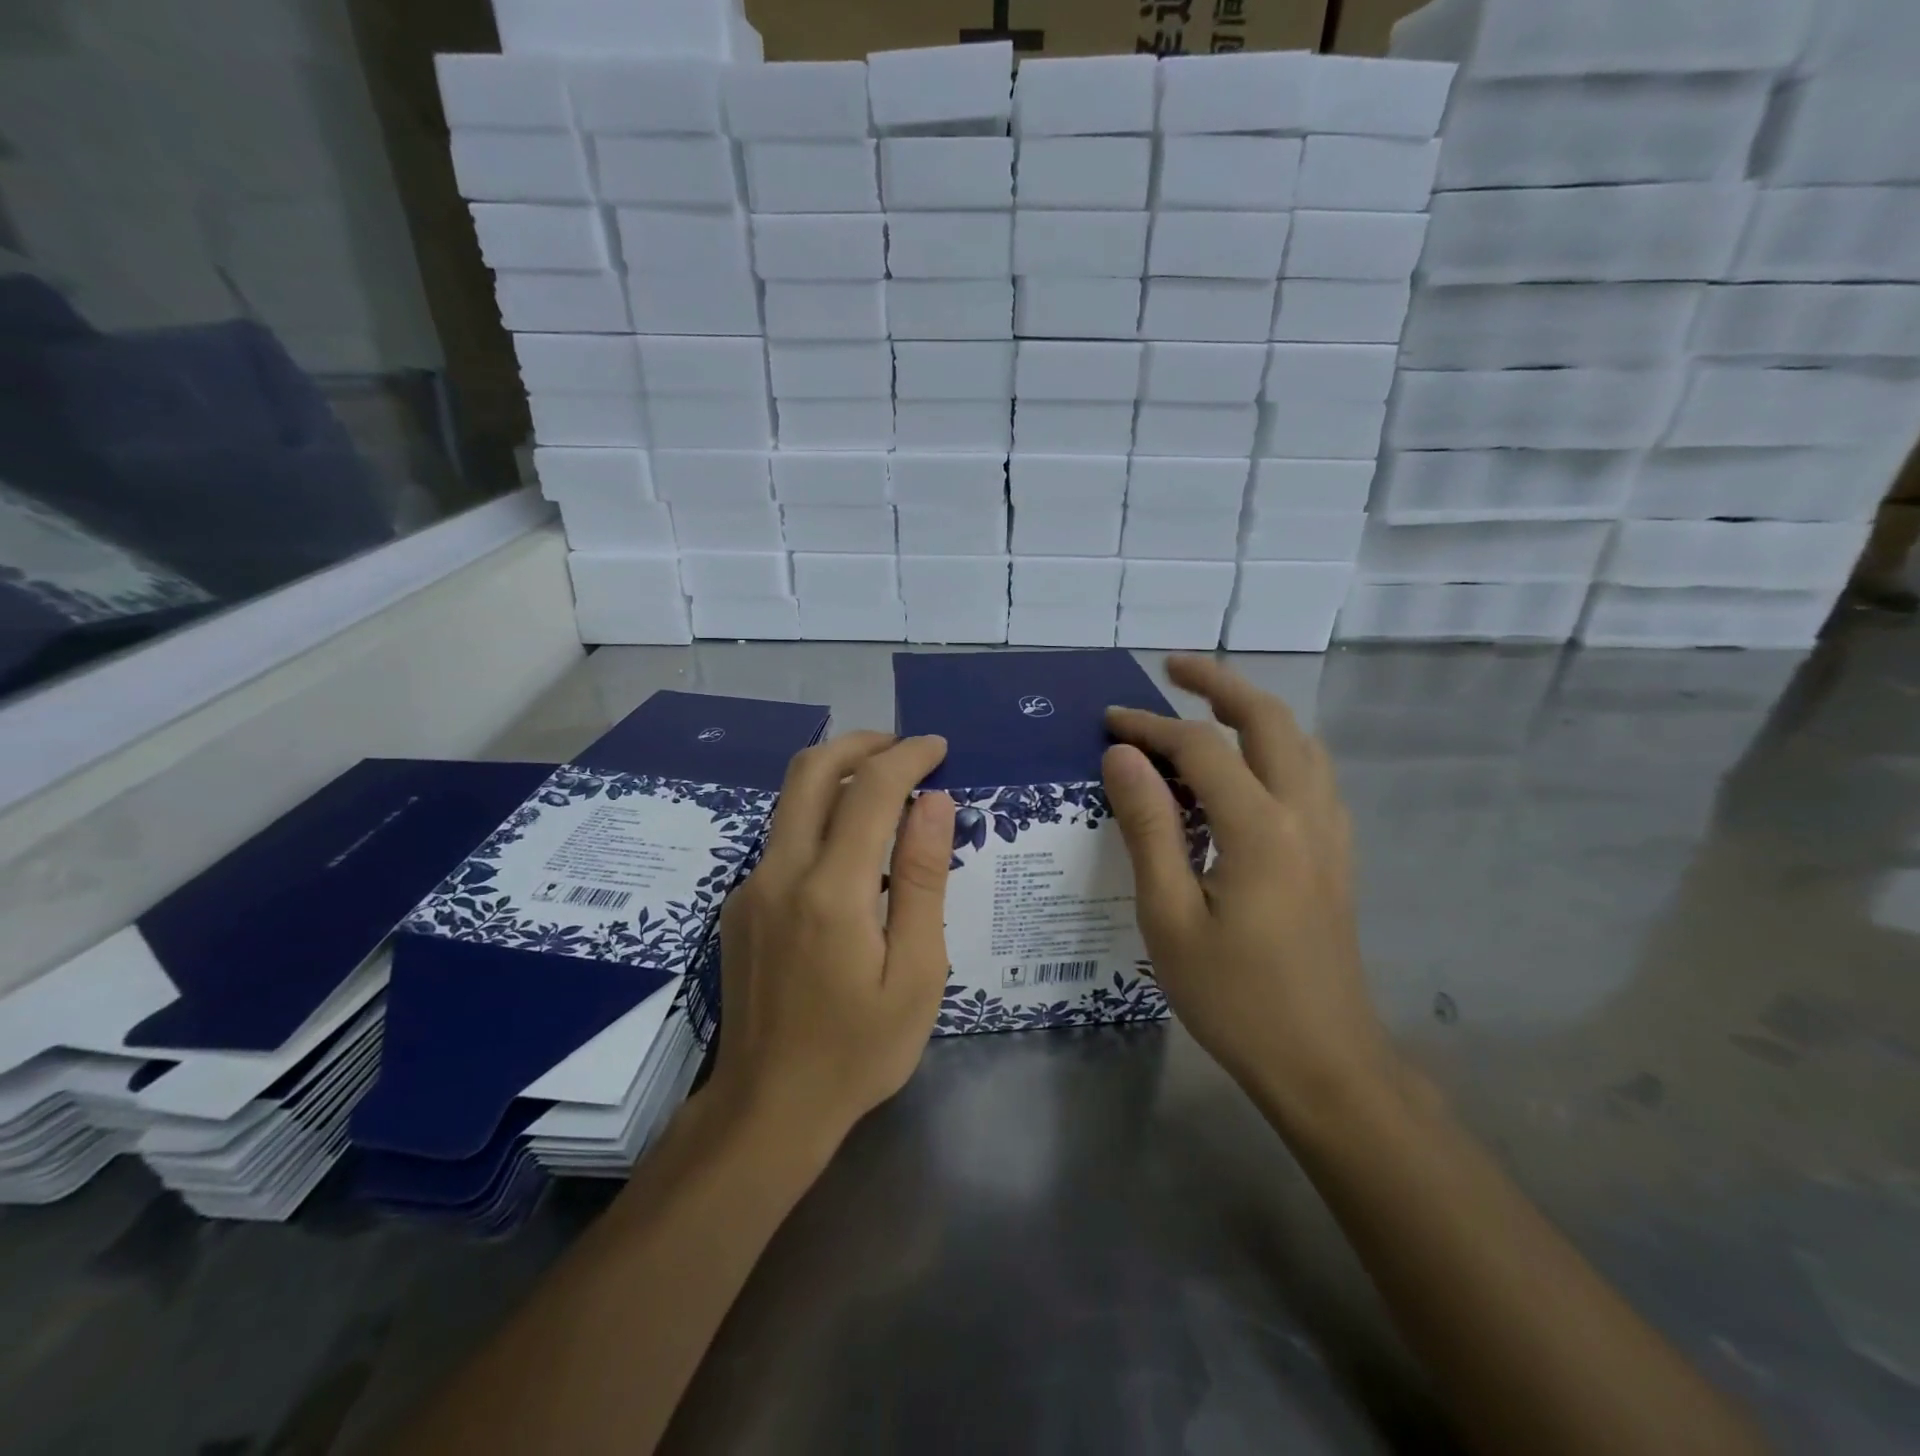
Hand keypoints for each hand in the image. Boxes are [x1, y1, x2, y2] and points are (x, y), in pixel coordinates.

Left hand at [710, 732, 956, 1156]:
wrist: (768, 1108)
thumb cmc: (859, 1049)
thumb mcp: (917, 973)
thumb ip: (924, 879)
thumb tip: (935, 802)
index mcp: (831, 891)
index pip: (870, 789)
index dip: (908, 756)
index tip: (939, 748)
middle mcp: (780, 873)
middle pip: (811, 770)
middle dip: (862, 743)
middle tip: (906, 749)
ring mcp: (751, 887)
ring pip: (791, 800)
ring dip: (838, 774)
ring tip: (888, 789)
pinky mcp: (740, 904)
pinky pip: (783, 838)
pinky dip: (822, 817)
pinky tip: (854, 852)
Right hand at [1102, 656, 1394, 1129]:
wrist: (1323, 1063)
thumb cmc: (1234, 996)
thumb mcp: (1169, 916)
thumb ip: (1149, 827)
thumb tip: (1123, 756)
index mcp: (1260, 828)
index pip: (1200, 748)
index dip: (1150, 726)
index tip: (1108, 720)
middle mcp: (1304, 815)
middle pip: (1269, 720)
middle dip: (1220, 683)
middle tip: (1173, 667)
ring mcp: (1330, 834)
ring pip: (1301, 743)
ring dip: (1255, 711)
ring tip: (1209, 706)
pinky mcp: (1336, 856)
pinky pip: (1312, 775)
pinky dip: (1278, 747)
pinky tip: (1251, 768)